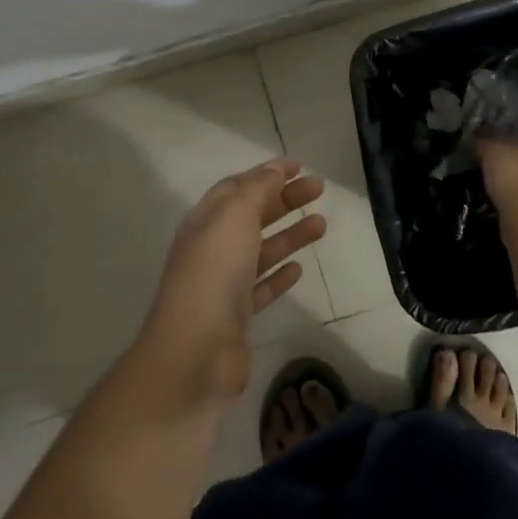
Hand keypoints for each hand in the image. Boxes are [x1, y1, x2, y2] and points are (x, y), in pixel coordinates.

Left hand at [142, 159, 326, 398]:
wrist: (195, 352)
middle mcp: (212, 248)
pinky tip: (299, 268)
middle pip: (252, 216)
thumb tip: (275, 170)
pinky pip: (261, 287)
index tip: (299, 167)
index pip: (237, 187)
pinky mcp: (237, 316)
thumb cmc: (214, 272)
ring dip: (290, 234)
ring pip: (261, 250)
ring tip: (322, 224)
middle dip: (285, 199)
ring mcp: (223, 284)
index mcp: (206, 221)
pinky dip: (280, 274)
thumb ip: (257, 189)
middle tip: (319, 189)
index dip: (266, 174)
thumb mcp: (234, 216)